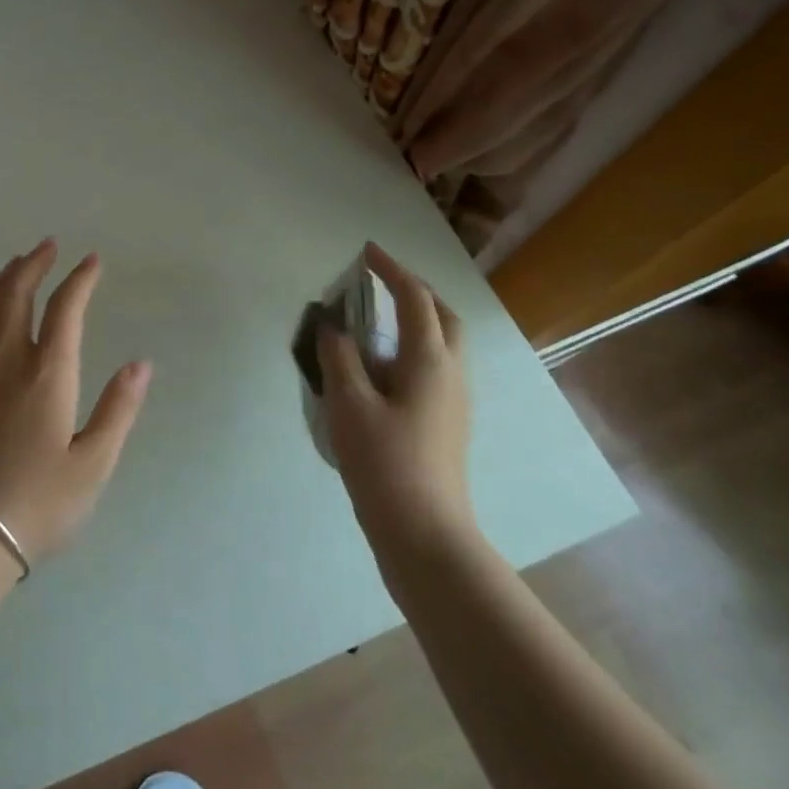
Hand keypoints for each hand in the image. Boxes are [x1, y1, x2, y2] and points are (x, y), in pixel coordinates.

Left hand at [0, 239, 152, 565]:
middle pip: (16, 293)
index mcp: (46, 373)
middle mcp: (7, 360)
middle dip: (34, 263)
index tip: (92, 260)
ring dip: (4, 277)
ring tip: (18, 263)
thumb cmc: (38, 502)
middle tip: (49, 245)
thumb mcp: (93, 464)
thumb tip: (141, 364)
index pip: (65, 308)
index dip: (80, 279)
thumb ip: (118, 409)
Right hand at [316, 241, 473, 548]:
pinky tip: (382, 370)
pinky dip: (412, 350)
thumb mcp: (349, 405)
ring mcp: (455, 401)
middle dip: (415, 291)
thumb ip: (339, 358)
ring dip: (417, 320)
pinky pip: (435, 368)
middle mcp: (451, 373)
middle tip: (381, 283)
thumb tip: (334, 327)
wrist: (426, 536)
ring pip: (444, 344)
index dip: (391, 269)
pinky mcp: (448, 424)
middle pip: (443, 316)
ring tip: (376, 322)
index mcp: (429, 361)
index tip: (366, 252)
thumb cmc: (385, 463)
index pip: (414, 298)